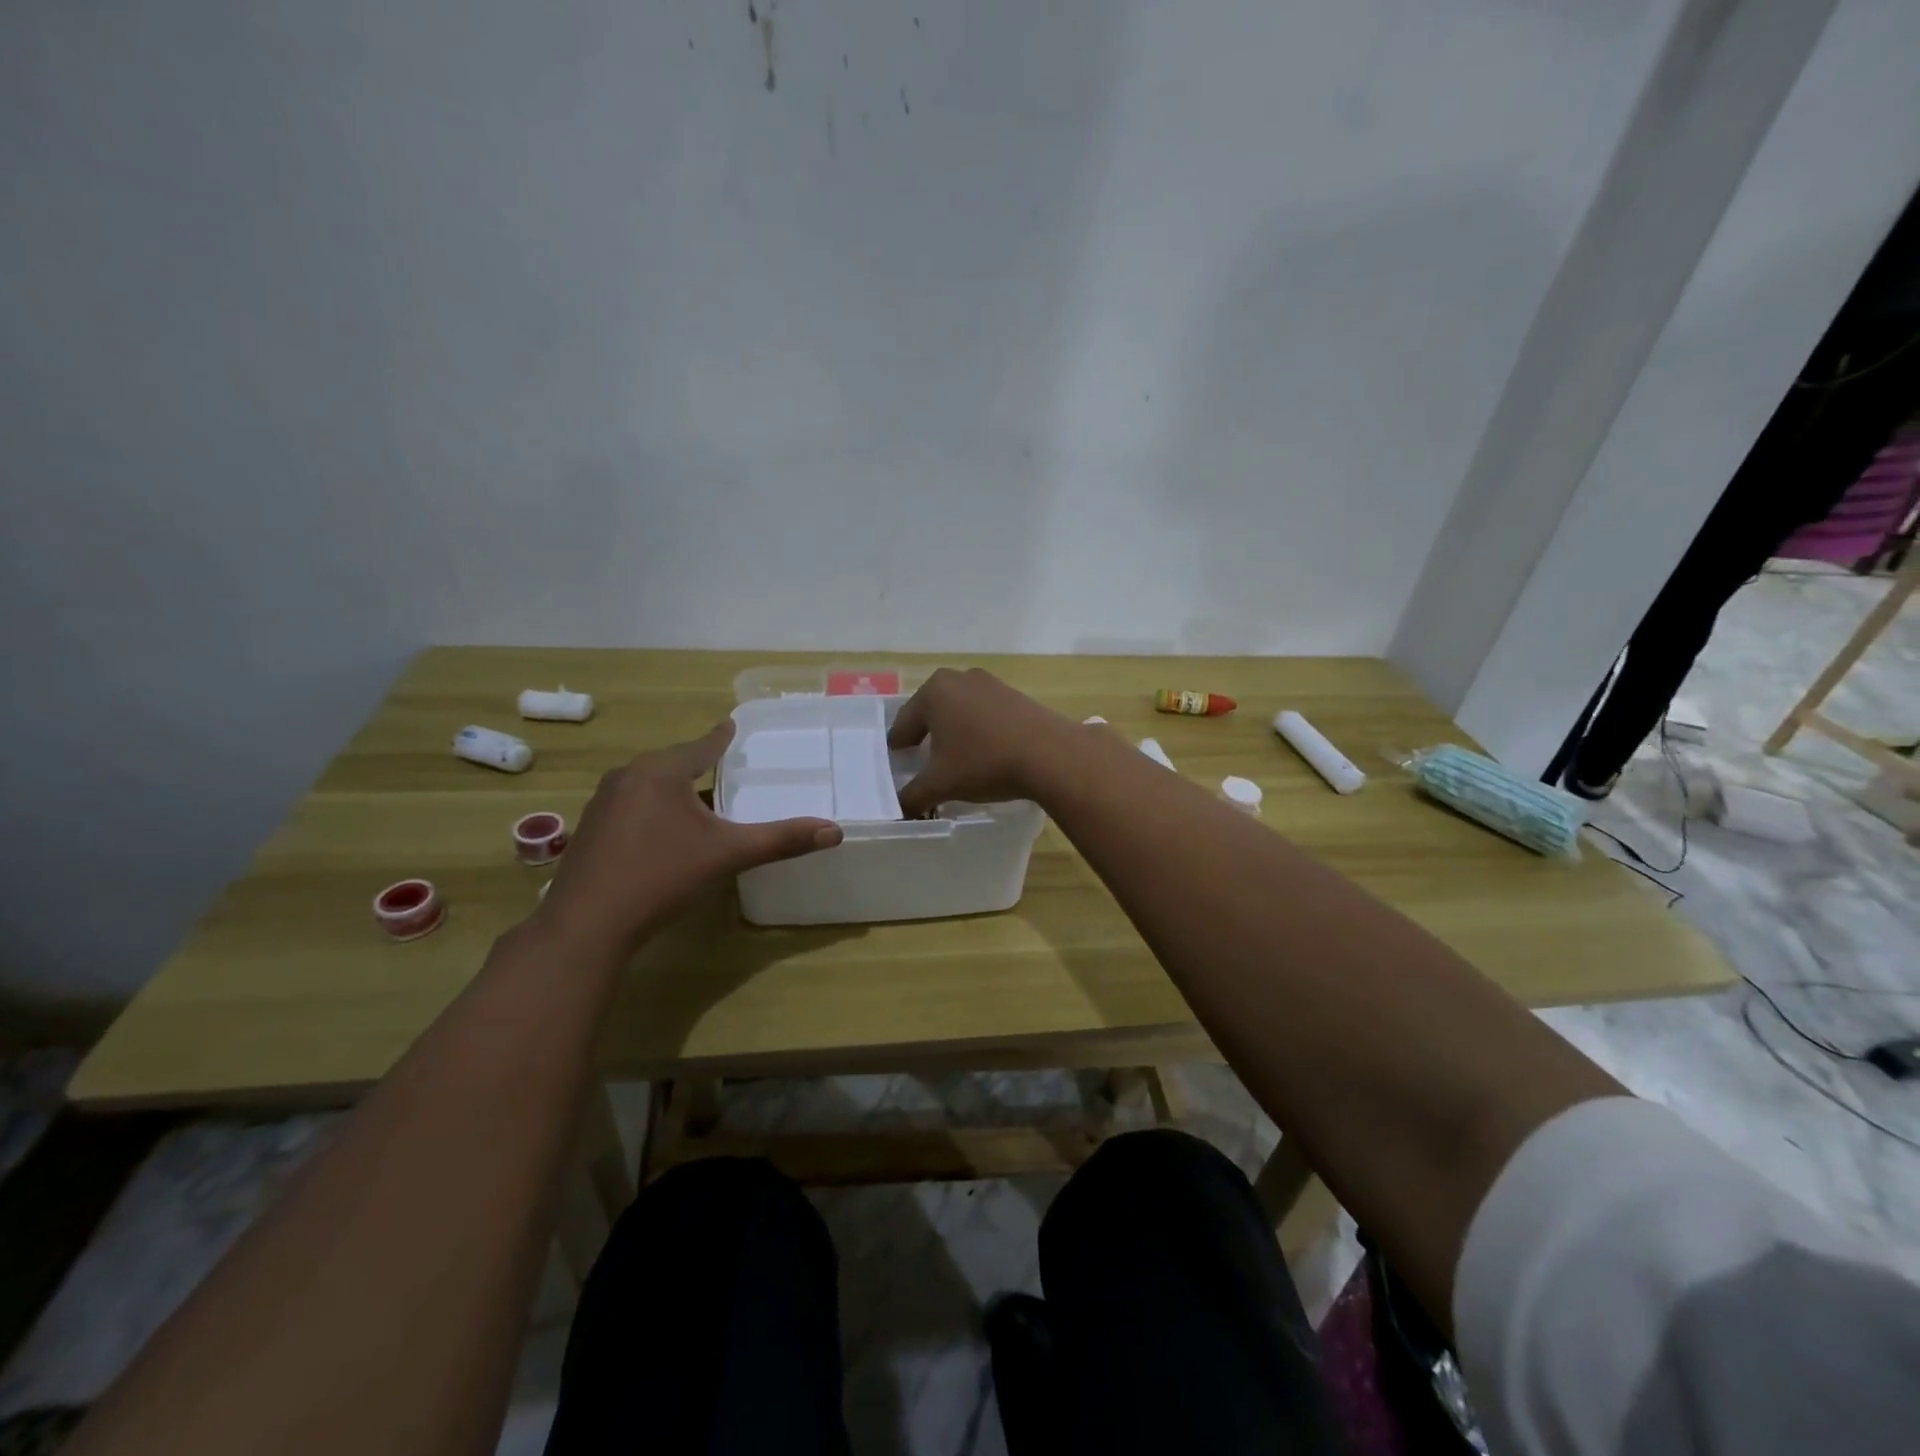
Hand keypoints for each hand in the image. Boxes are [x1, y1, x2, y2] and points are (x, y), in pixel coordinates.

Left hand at [535, 722, 841, 952]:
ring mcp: (602, 804)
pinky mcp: (590, 831)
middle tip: (723, 764)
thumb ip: (781, 840)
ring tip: (696, 796)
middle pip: (672, 762)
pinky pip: (631, 806)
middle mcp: (627, 777)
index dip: (721, 737)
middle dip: (697, 762)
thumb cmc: (661, 876)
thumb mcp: (728, 855)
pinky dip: (652, 809)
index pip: (701, 746)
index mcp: (661, 772)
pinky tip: (662, 831)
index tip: (732, 724)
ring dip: (673, 788)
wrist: (587, 925)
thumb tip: (835, 831)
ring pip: (648, 785)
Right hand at [887, 667, 1077, 816]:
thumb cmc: (984, 763)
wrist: (1050, 754)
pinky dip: (978, 728)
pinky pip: (984, 712)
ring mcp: (990, 683)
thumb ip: (912, 796)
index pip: (905, 722)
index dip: (898, 743)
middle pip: (932, 710)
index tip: (896, 757)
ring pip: (960, 709)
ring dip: (953, 729)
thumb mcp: (941, 784)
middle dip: (925, 732)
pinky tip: (983, 748)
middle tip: (919, 755)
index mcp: (934, 692)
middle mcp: (959, 679)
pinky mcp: (1015, 695)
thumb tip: (899, 808)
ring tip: (953, 753)